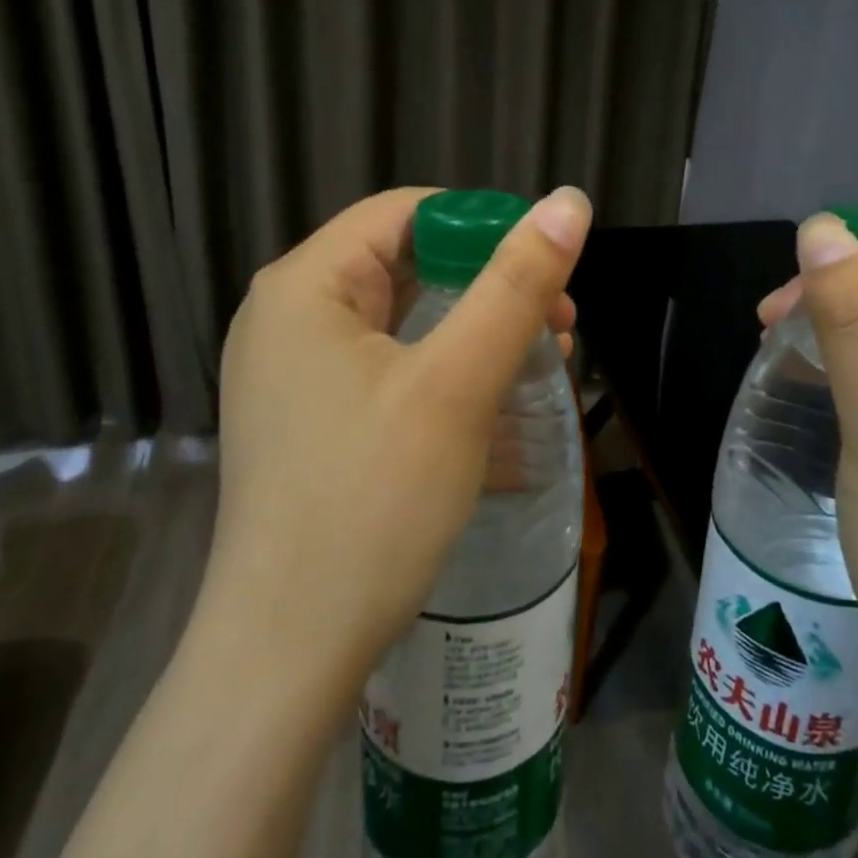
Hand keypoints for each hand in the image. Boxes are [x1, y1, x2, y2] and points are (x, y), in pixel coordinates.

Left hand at [206, 185, 590, 684]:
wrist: (288, 656)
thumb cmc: (372, 502)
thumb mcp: (457, 383)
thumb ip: (516, 285)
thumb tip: (569, 201)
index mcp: (306, 285)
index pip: (408, 213)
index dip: (486, 227)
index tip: (549, 270)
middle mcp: (290, 317)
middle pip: (408, 266)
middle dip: (491, 289)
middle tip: (559, 327)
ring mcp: (296, 373)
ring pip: (405, 323)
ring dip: (478, 336)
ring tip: (544, 365)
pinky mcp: (312, 420)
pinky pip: (390, 372)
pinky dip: (447, 377)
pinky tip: (500, 411)